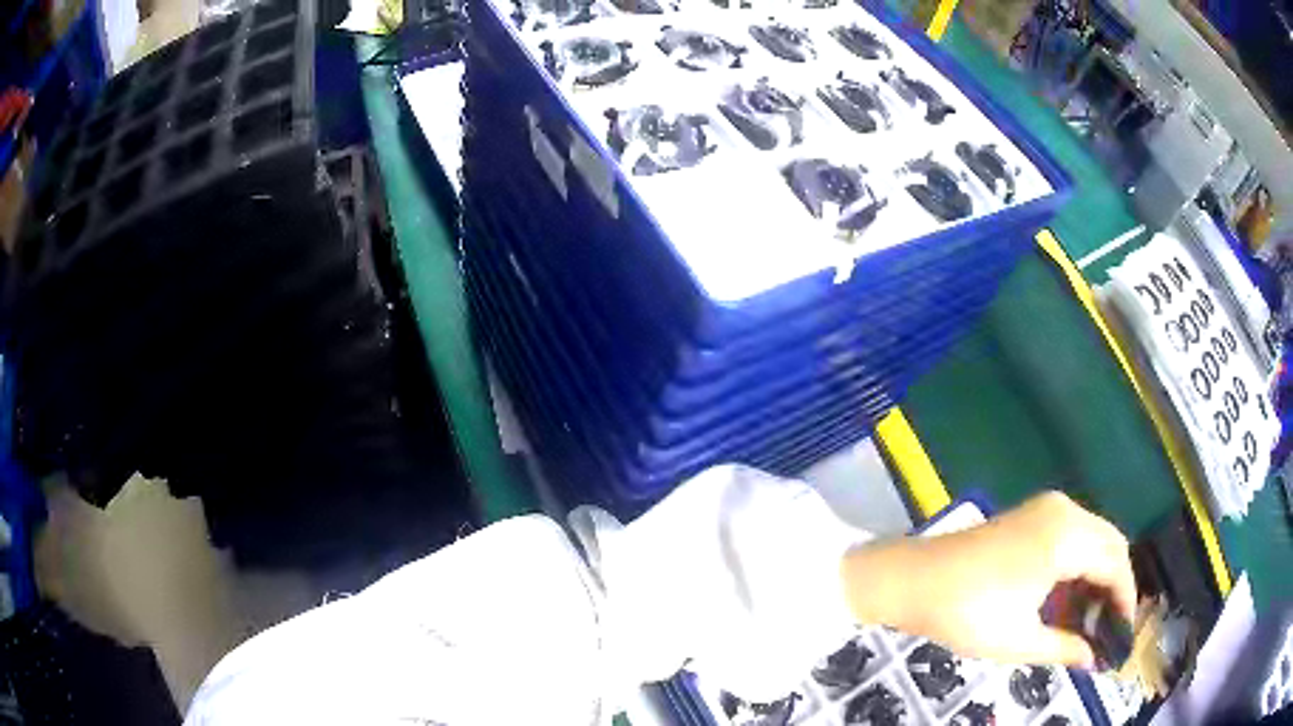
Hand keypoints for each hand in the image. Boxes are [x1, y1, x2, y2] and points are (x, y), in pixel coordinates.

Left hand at [840, 491, 1135, 666]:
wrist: (910, 580)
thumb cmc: (966, 613)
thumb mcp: (1019, 640)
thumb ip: (1064, 647)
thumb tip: (1093, 659)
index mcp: (1067, 536)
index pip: (1116, 564)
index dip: (1125, 601)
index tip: (1122, 635)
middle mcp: (1064, 511)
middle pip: (1110, 545)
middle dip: (1114, 588)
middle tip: (1107, 631)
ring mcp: (1046, 508)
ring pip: (1093, 539)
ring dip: (1097, 576)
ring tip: (1088, 622)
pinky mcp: (1031, 515)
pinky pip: (1072, 536)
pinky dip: (1079, 566)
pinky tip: (1068, 600)